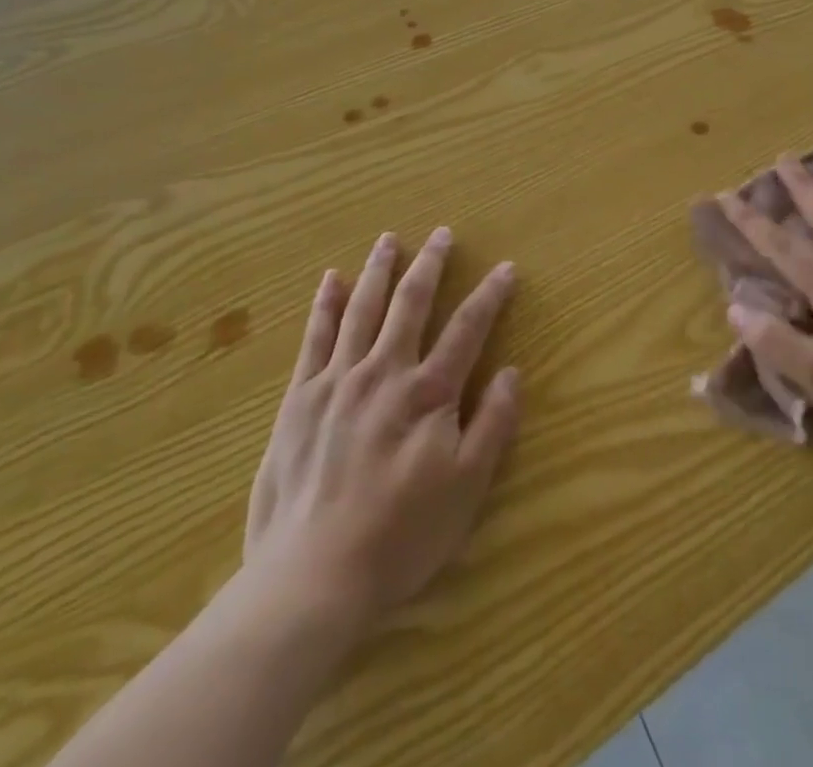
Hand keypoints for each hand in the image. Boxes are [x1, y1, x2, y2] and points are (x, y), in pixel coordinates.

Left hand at [242, 229, 519, 629]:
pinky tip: (331, 280)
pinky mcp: (300, 397)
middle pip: (412, 303)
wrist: (310, 577)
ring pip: (363, 308)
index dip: (490, 295)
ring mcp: (338, 380)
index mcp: (429, 393)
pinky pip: (315, 337)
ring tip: (389, 240)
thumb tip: (512, 372)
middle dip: (431, 264)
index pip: (468, 328)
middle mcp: (385, 372)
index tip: (505, 268)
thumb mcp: (466, 490)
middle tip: (442, 234)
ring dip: (379, 270)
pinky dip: (326, 304)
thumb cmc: (399, 538)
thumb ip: (492, 425)